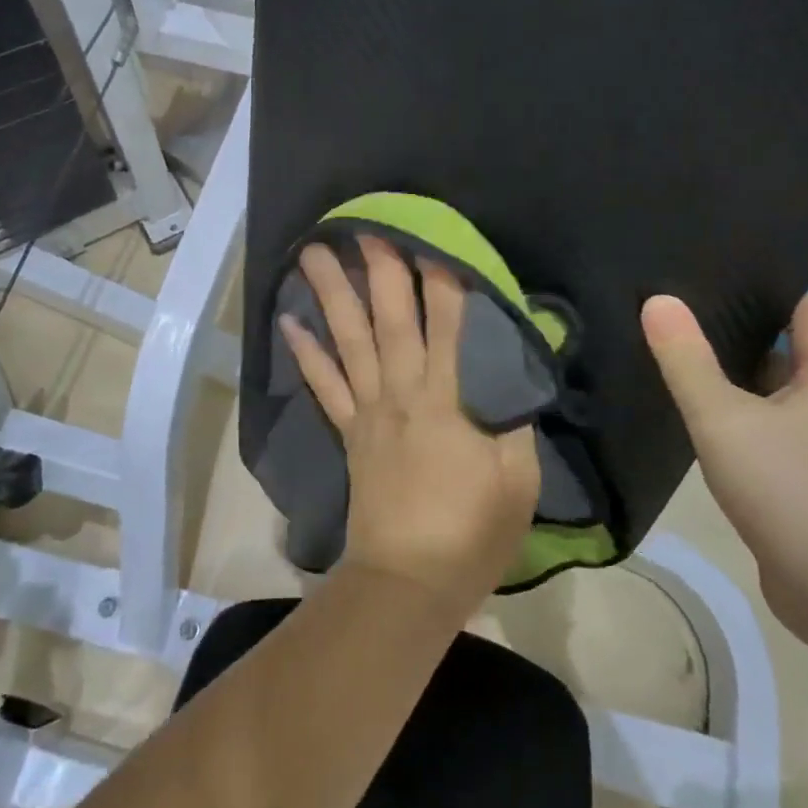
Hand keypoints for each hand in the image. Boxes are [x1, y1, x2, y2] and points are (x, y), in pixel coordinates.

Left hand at [279, 237, 541, 618]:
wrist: (408, 584)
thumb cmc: (471, 533)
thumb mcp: (517, 480)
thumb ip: (516, 420)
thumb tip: (516, 372)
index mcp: (447, 401)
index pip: (450, 326)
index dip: (444, 279)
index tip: (434, 236)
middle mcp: (402, 393)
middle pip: (390, 320)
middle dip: (380, 268)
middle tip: (365, 223)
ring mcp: (369, 411)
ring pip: (349, 341)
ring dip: (332, 294)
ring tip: (314, 252)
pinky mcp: (349, 433)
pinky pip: (323, 387)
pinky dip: (305, 354)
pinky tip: (290, 322)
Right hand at [641, 292, 807, 641]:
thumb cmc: (791, 488)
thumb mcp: (725, 417)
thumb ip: (688, 361)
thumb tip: (658, 301)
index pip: (807, 315)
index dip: (774, 290)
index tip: (728, 271)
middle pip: (788, 358)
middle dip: (743, 337)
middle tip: (685, 314)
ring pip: (774, 404)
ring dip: (738, 387)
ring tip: (682, 363)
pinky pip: (769, 443)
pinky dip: (739, 429)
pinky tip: (700, 429)